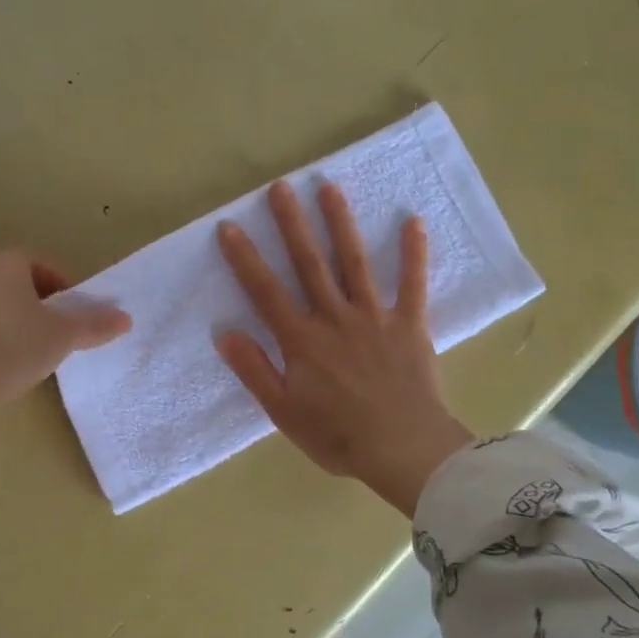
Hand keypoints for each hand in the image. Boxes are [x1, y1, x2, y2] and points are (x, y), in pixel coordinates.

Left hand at [0, 253, 125, 620]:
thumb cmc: (10, 347)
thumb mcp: (62, 336)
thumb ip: (95, 324)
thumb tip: (127, 318)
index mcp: (6, 261)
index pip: (49, 268)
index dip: (71, 294)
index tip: (80, 321)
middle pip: (28, 289)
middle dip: (50, 312)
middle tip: (65, 340)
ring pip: (8, 311)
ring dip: (28, 330)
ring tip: (40, 358)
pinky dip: (4, 344)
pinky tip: (10, 370)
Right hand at [216, 180, 473, 516]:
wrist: (404, 450)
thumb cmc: (339, 436)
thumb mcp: (284, 412)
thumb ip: (255, 370)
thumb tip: (224, 333)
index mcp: (302, 340)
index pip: (266, 292)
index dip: (245, 259)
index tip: (230, 226)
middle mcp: (334, 318)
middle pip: (309, 264)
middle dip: (292, 224)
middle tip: (280, 187)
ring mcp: (374, 317)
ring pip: (353, 263)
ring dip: (341, 224)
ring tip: (330, 188)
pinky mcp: (409, 324)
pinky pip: (412, 284)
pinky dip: (413, 254)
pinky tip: (413, 222)